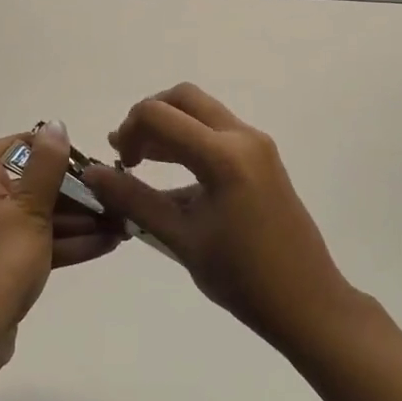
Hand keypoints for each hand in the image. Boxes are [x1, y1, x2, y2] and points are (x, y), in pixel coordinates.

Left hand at [0, 122, 122, 358]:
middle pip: (37, 181)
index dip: (57, 152)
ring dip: (83, 219)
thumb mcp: (30, 207)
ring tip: (124, 222)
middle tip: (118, 196)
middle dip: (80, 192)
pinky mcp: (8, 258)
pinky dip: (71, 241)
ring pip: (44, 213)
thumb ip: (48, 164)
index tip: (91, 164)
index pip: (21, 145)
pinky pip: (43, 239)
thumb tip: (56, 124)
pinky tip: (110, 242)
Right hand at [81, 84, 356, 346]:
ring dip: (169, 126)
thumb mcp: (180, 239)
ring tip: (141, 160)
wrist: (308, 302)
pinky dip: (190, 138)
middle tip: (128, 151)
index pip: (159, 115)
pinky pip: (218, 131)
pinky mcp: (264, 158)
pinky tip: (174, 174)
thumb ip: (134, 200)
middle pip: (183, 98)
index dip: (128, 130)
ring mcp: (258, 145)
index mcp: (223, 156)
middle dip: (148, 116)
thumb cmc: (242, 277)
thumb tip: (93, 175)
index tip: (118, 163)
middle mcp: (243, 137)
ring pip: (202, 111)